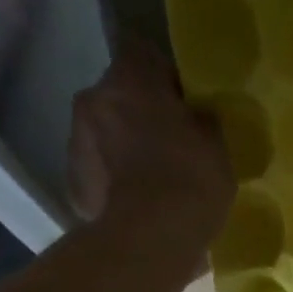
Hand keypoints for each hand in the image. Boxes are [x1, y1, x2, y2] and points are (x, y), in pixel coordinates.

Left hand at [66, 41, 232, 257]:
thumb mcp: (217, 144)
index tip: (184, 104)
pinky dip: (114, 181)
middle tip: (171, 144)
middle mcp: (93, 98)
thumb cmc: (192, 181)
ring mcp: (77, 140)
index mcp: (130, 80)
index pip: (143, 53)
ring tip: (153, 180)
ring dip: (123, 146)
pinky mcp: (75, 182)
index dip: (164, 76)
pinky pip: (98, 171)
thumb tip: (195, 117)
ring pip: (104, 132)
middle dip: (140, 113)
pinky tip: (137, 203)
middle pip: (119, 94)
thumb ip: (202, 120)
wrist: (153, 238)